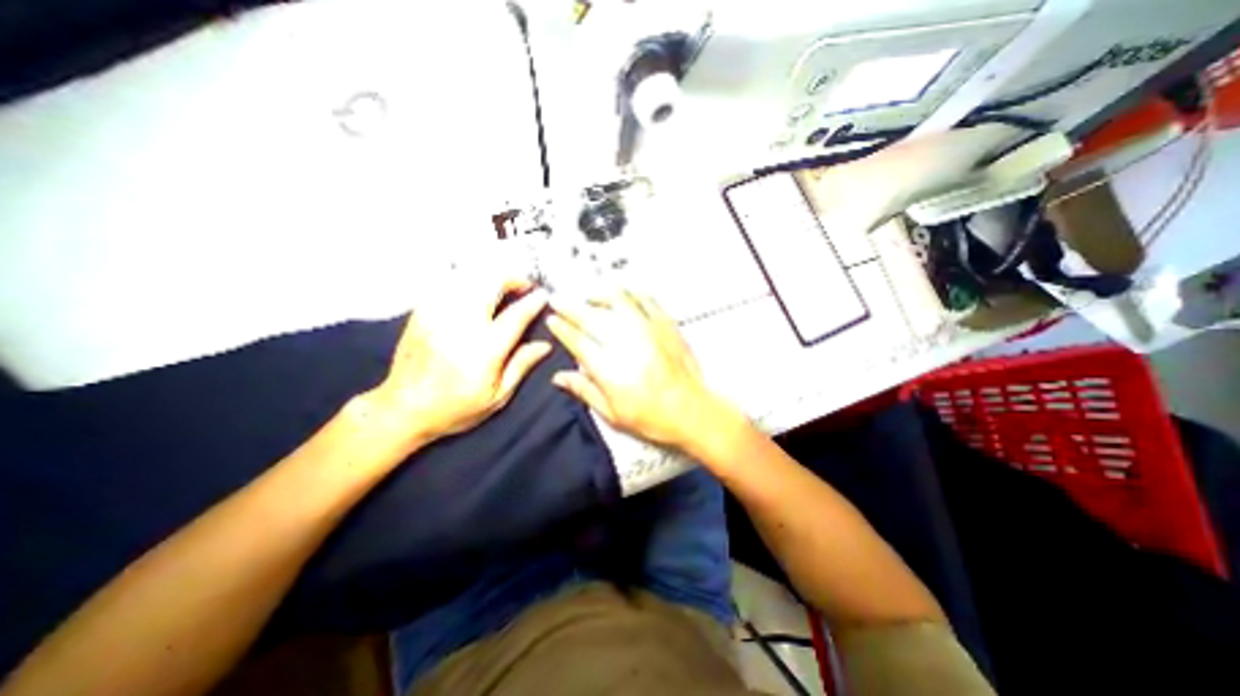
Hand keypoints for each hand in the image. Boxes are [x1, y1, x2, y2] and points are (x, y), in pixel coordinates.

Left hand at [366, 272, 552, 445]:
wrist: (401, 409)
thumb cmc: (456, 408)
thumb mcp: (497, 396)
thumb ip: (521, 365)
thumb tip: (545, 345)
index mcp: (483, 351)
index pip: (515, 315)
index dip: (534, 301)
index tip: (544, 295)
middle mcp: (460, 326)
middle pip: (489, 283)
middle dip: (512, 278)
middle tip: (524, 286)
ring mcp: (437, 315)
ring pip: (469, 277)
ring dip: (491, 277)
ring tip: (503, 287)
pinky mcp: (422, 312)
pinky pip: (449, 283)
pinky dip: (468, 280)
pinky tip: (477, 290)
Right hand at [543, 289, 738, 450]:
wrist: (690, 410)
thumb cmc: (651, 417)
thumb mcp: (612, 413)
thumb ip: (584, 390)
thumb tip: (559, 377)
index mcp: (609, 368)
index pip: (577, 340)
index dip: (561, 328)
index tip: (552, 319)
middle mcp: (625, 343)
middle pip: (591, 316)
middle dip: (570, 306)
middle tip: (559, 300)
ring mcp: (647, 330)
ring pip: (617, 300)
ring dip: (598, 294)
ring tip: (589, 295)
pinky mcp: (665, 324)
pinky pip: (645, 299)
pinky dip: (630, 292)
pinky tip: (623, 293)